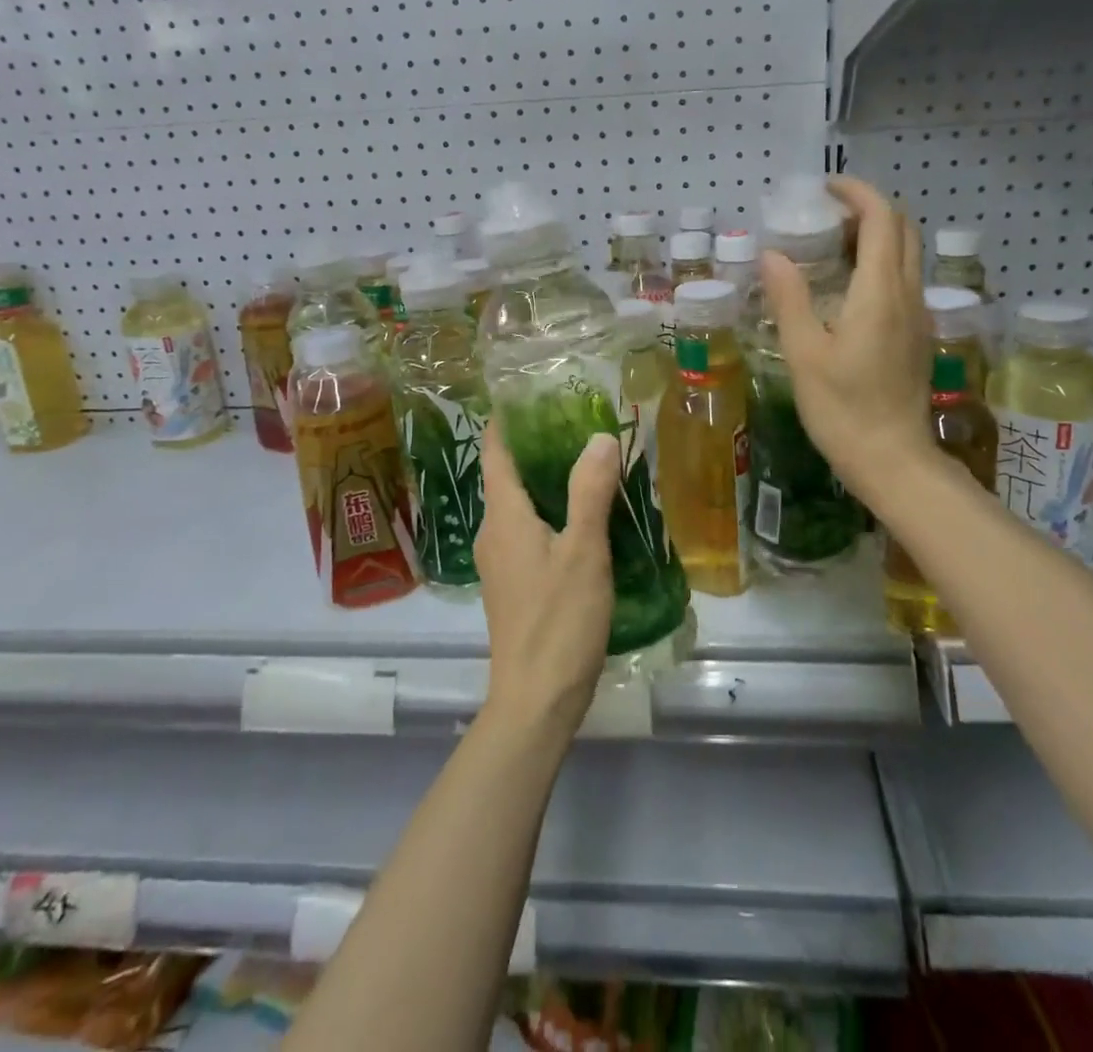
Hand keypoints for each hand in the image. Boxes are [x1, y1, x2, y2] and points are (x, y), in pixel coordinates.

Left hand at [473, 422, 620, 736]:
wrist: (535, 700)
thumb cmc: (558, 621)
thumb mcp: (583, 551)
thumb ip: (590, 490)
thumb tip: (599, 436)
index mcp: (503, 516)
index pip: (494, 450)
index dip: (508, 419)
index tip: (535, 393)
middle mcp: (493, 532)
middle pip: (507, 474)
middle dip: (537, 446)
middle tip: (579, 423)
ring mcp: (500, 561)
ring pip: (519, 505)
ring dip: (546, 481)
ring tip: (588, 463)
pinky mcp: (513, 584)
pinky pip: (527, 531)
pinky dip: (550, 512)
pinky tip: (583, 518)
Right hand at [760, 175, 936, 513]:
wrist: (892, 460)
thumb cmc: (843, 409)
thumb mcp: (804, 354)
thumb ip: (789, 298)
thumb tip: (772, 254)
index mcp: (880, 292)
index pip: (881, 219)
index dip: (857, 193)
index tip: (825, 188)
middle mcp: (908, 294)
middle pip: (902, 230)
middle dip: (867, 210)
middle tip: (824, 217)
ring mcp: (918, 315)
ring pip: (906, 254)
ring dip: (875, 236)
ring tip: (831, 247)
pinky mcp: (917, 334)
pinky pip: (904, 279)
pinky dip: (880, 262)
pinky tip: (847, 287)